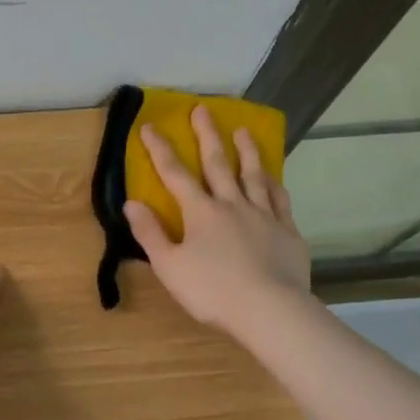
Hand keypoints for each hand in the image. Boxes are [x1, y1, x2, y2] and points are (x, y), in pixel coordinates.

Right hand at [123, 105, 310, 334]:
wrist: (269, 309)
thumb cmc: (212, 291)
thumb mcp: (169, 266)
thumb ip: (150, 233)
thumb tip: (132, 202)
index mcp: (201, 212)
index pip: (175, 174)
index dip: (160, 150)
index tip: (149, 126)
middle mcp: (232, 204)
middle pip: (218, 163)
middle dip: (207, 135)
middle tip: (203, 109)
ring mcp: (263, 215)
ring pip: (254, 175)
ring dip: (247, 151)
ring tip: (243, 131)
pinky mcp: (287, 231)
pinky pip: (280, 199)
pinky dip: (274, 184)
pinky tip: (273, 177)